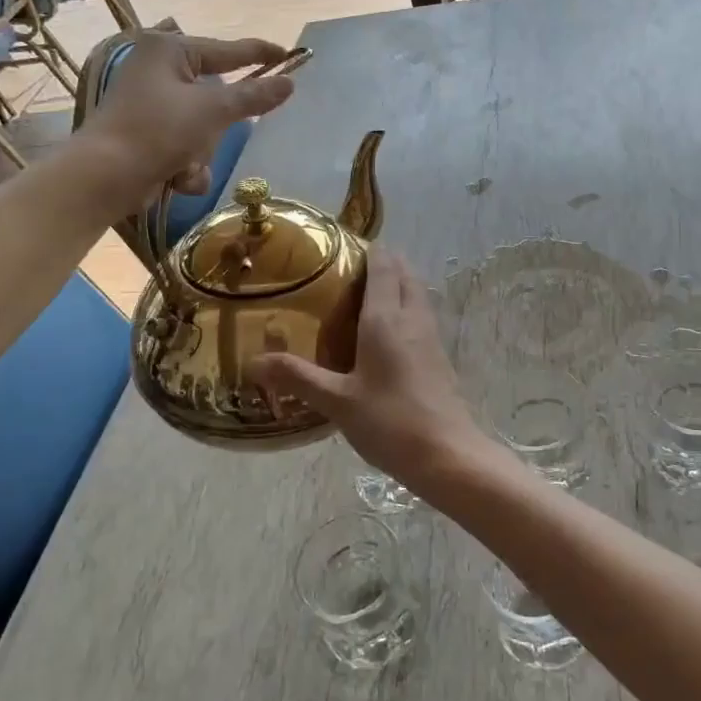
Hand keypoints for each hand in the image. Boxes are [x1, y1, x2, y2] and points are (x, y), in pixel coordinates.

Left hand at [84, 30, 293, 200]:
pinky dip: (188, 167)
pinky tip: (175, 178)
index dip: (262, 54)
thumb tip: (289, 83)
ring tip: (184, 163)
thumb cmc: (157, 131)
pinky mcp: (150, 137)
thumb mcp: (212, 110)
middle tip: (214, 132)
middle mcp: (159, 71)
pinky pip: (189, 148)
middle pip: (217, 96)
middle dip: (217, 127)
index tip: (292, 56)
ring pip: (206, 128)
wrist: (105, 178)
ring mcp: (154, 106)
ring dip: (202, 153)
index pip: (228, 50)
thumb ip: (254, 95)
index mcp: (169, 50)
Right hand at [251, 249, 506, 492]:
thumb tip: (253, 362)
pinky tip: (385, 333)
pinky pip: (421, 315)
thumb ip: (297, 377)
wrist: (447, 454)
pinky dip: (405, 307)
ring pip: (416, 293)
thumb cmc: (390, 421)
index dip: (367, 249)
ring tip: (363, 295)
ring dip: (396, 283)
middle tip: (346, 270)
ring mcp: (430, 335)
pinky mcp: (439, 355)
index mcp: (386, 318)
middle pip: (403, 273)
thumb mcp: (337, 401)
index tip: (341, 246)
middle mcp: (412, 317)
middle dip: (382, 262)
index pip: (382, 265)